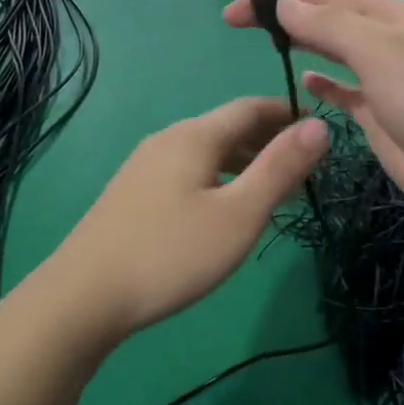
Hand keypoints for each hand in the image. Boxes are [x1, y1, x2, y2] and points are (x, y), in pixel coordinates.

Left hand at [51, 98, 327, 338]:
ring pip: (206, 151)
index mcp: (195, 136)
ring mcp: (144, 167)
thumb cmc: (171, 254)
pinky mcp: (132, 194)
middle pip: (227, 127)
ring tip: (271, 188)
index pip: (251, 107)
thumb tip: (320, 125)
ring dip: (244, 161)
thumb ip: (280, 168)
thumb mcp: (239, 214)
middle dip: (268, 139)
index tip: (319, 131)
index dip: (288, 114)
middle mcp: (168, 140)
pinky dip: (218, 177)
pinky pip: (187, 171)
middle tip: (304, 166)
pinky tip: (222, 207)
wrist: (83, 297)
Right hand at [223, 0, 403, 237]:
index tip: (237, 8)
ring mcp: (388, 81)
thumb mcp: (380, 52)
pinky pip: (347, 92)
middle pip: (330, 21)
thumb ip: (330, 26)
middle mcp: (390, 42)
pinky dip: (326, 84)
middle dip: (288, 18)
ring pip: (337, 54)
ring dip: (305, 45)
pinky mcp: (383, 118)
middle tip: (237, 23)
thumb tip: (285, 3)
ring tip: (268, 44)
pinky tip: (305, 80)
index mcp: (394, 16)